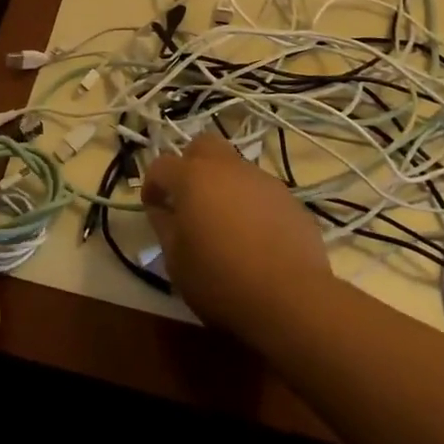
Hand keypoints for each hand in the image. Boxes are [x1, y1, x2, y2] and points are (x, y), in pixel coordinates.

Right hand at [142, 134, 329, 332]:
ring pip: (235, 166)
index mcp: (192, 177)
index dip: (152, 184)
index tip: (152, 207)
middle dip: (190, 164)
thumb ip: (164, 226)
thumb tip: (162, 209)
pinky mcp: (289, 198)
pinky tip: (254, 235)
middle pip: (202, 146)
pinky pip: (260, 191)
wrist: (291, 298)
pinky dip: (250, 203)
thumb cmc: (221, 280)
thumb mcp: (176, 261)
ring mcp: (262, 179)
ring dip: (223, 184)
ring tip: (224, 221)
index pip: (161, 165)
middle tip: (188, 197)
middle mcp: (227, 167)